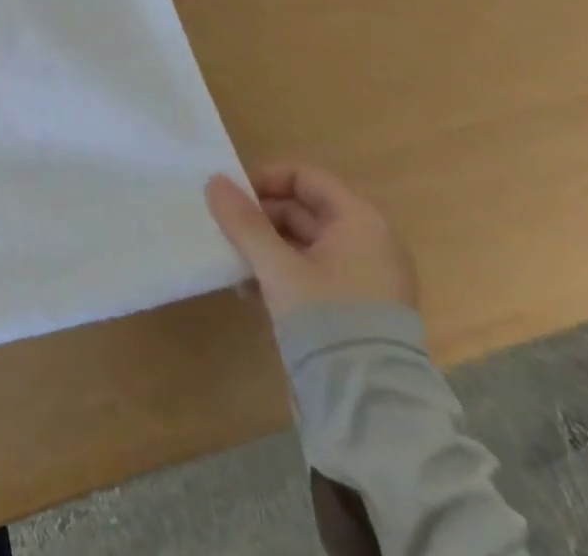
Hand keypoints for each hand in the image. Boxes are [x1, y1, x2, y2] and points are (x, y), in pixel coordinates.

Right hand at [205, 163, 417, 319]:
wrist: (372, 409)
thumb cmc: (328, 319)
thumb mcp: (277, 266)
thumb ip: (244, 222)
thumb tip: (214, 180)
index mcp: (359, 221)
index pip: (306, 178)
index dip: (266, 181)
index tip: (234, 199)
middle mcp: (368, 242)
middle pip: (304, 210)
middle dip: (261, 219)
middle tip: (226, 232)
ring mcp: (365, 278)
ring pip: (305, 245)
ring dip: (266, 248)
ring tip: (234, 265)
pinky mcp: (357, 309)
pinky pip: (313, 274)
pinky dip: (283, 274)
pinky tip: (250, 292)